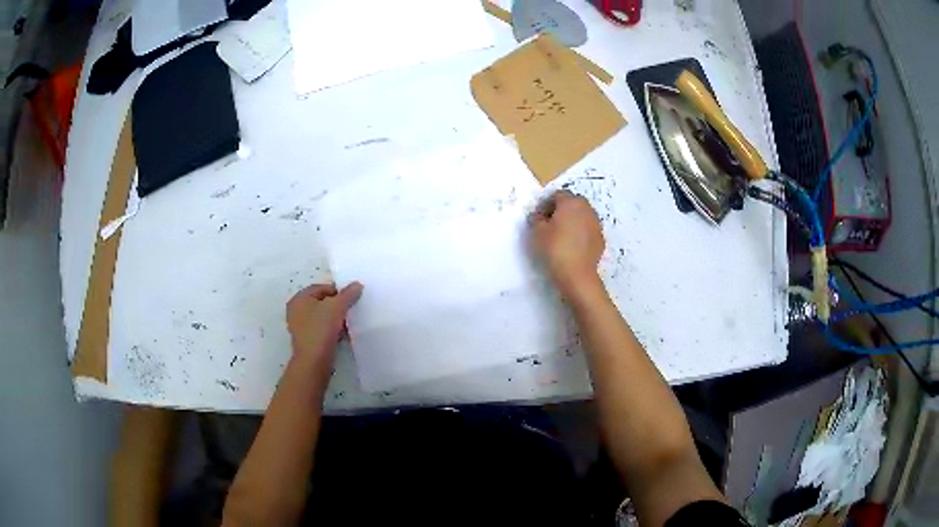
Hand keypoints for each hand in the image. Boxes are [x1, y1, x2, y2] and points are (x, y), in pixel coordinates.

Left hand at [286, 282, 362, 380]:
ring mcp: (300, 326)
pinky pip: (321, 329)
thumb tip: (357, 285)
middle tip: (351, 310)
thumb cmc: (321, 329)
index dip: (338, 291)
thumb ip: (348, 294)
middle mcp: (296, 310)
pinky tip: (342, 335)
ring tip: (348, 324)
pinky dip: (331, 330)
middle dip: (337, 306)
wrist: (314, 362)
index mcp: (299, 299)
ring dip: (336, 319)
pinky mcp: (307, 340)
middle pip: (322, 302)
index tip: (352, 299)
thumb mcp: (337, 307)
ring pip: (322, 317)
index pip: (322, 287)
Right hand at [530, 190, 604, 299]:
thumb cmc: (555, 248)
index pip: (557, 195)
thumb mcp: (537, 232)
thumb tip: (539, 215)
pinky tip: (572, 247)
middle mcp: (587, 208)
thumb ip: (536, 218)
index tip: (539, 218)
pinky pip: (588, 230)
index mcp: (571, 202)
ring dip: (572, 221)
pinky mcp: (600, 238)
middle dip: (561, 210)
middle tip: (549, 225)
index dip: (546, 204)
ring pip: (582, 216)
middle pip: (572, 203)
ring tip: (561, 236)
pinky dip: (580, 234)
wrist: (577, 274)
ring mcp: (596, 224)